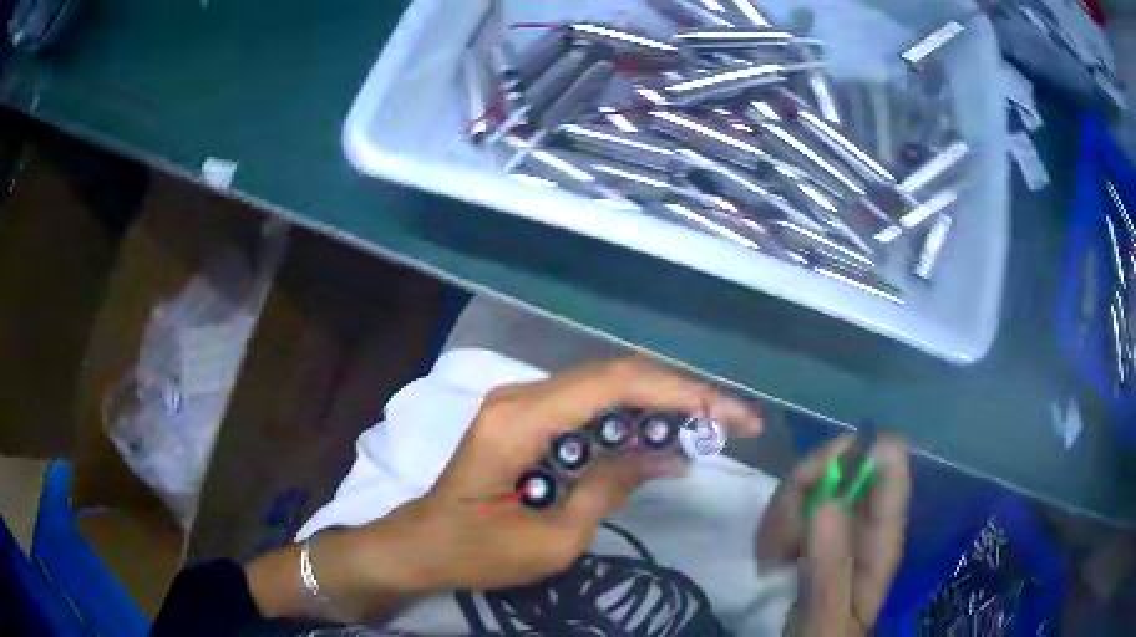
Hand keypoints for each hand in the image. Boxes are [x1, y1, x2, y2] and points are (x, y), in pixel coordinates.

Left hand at [384, 356, 763, 592]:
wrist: (421, 545)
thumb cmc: (477, 553)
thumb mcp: (552, 540)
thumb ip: (609, 488)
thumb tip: (664, 457)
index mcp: (521, 420)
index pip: (615, 385)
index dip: (679, 392)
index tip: (727, 414)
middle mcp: (521, 395)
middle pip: (616, 376)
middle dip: (683, 394)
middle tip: (734, 419)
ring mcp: (521, 401)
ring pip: (607, 387)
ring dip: (662, 403)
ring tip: (712, 427)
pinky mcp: (525, 416)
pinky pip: (589, 406)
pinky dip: (633, 418)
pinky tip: (664, 438)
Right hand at [756, 435, 910, 635]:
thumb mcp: (826, 621)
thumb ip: (829, 571)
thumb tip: (826, 499)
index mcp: (883, 537)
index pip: (887, 461)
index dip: (850, 455)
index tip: (809, 486)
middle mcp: (863, 522)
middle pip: (842, 463)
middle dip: (803, 489)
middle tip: (778, 540)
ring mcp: (836, 526)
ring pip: (811, 482)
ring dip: (781, 513)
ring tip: (769, 560)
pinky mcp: (811, 536)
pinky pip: (790, 506)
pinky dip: (771, 526)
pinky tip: (765, 558)